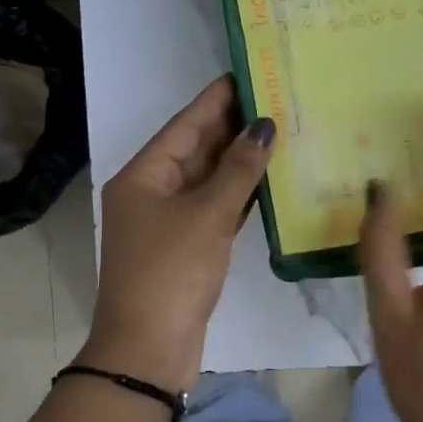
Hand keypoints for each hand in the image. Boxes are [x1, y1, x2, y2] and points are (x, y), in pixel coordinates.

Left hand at [78, 76, 274, 392]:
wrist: (148, 349)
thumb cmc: (171, 272)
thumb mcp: (207, 215)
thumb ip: (238, 170)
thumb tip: (263, 126)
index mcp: (143, 176)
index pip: (184, 125)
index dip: (216, 99)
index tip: (246, 72)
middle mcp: (151, 192)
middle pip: (196, 149)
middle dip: (232, 127)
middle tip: (275, 98)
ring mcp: (168, 222)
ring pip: (207, 180)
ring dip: (239, 160)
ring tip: (279, 130)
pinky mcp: (186, 248)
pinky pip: (214, 208)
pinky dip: (238, 194)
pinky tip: (268, 180)